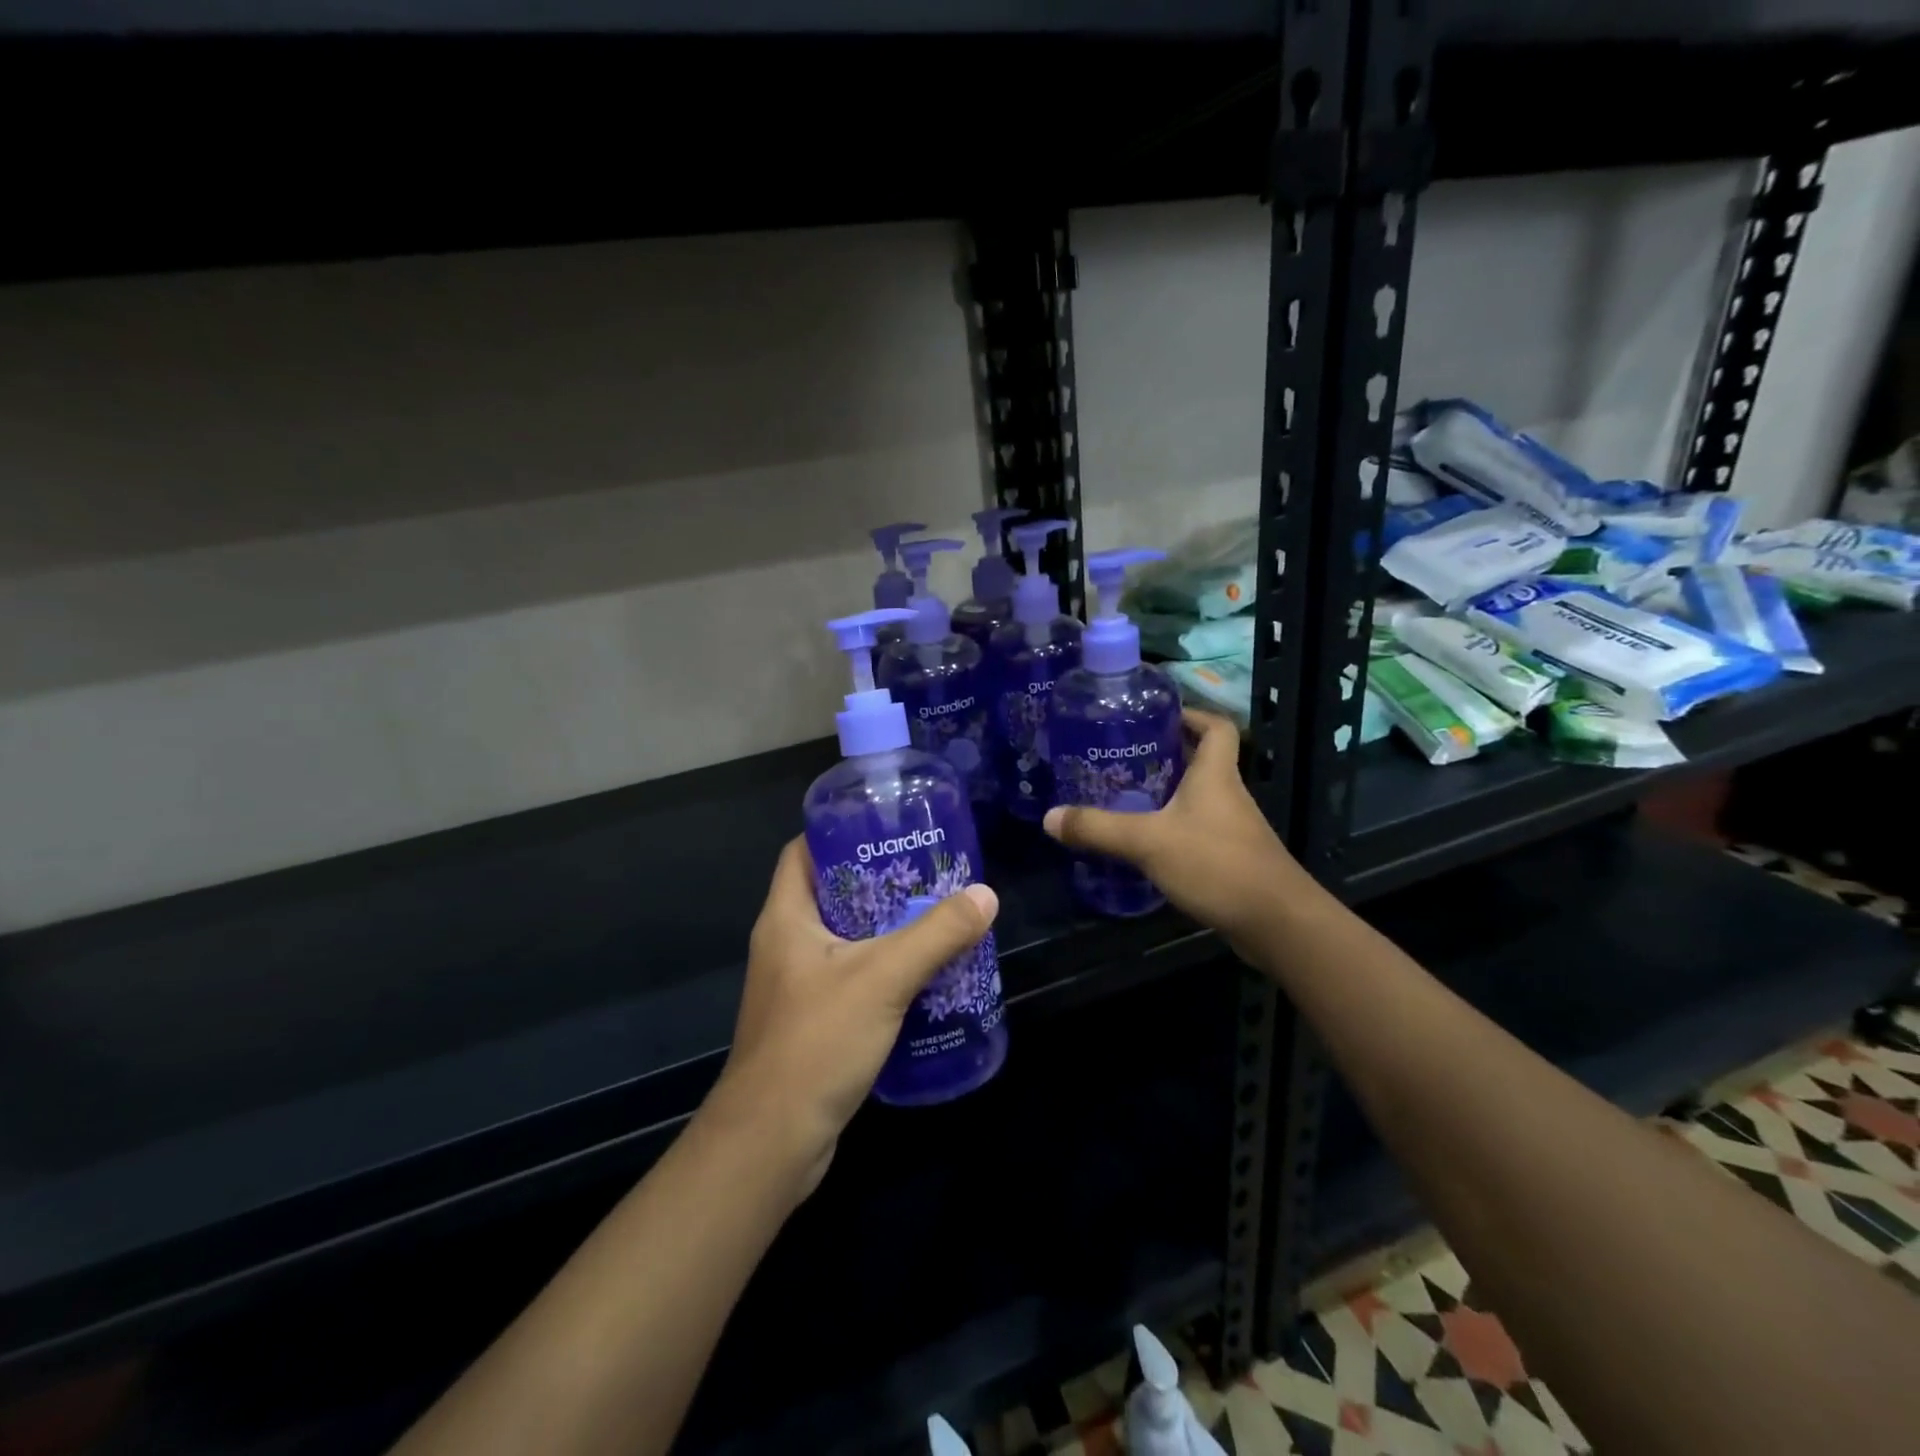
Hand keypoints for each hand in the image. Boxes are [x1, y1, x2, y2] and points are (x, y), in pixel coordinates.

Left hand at [705, 837, 998, 1195]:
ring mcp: (796, 986)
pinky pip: (852, 979)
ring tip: (935, 917)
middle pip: (832, 893)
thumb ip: (935, 935)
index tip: (887, 827)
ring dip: (885, 929)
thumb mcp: (883, 978)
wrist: (772, 1141)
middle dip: (878, 882)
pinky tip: (923, 976)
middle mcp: (785, 945)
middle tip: (928, 872)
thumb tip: (985, 896)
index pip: (803, 852)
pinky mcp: (812, 1022)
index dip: (840, 832)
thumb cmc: (817, 1042)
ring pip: (845, 939)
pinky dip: (883, 970)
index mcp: (786, 918)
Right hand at [1043, 709, 1311, 954]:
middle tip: (1122, 756)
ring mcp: (1232, 828)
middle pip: (1201, 759)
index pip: (1214, 726)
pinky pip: (1197, 829)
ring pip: (1197, 797)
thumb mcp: (1149, 842)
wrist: (1276, 923)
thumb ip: (1099, 829)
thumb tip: (1050, 818)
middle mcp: (1228, 794)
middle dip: (1165, 754)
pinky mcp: (1231, 858)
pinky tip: (1145, 843)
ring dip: (1167, 793)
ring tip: (1124, 796)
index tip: (1157, 715)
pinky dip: (1173, 828)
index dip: (1191, 714)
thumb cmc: (1217, 865)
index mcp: (1215, 775)